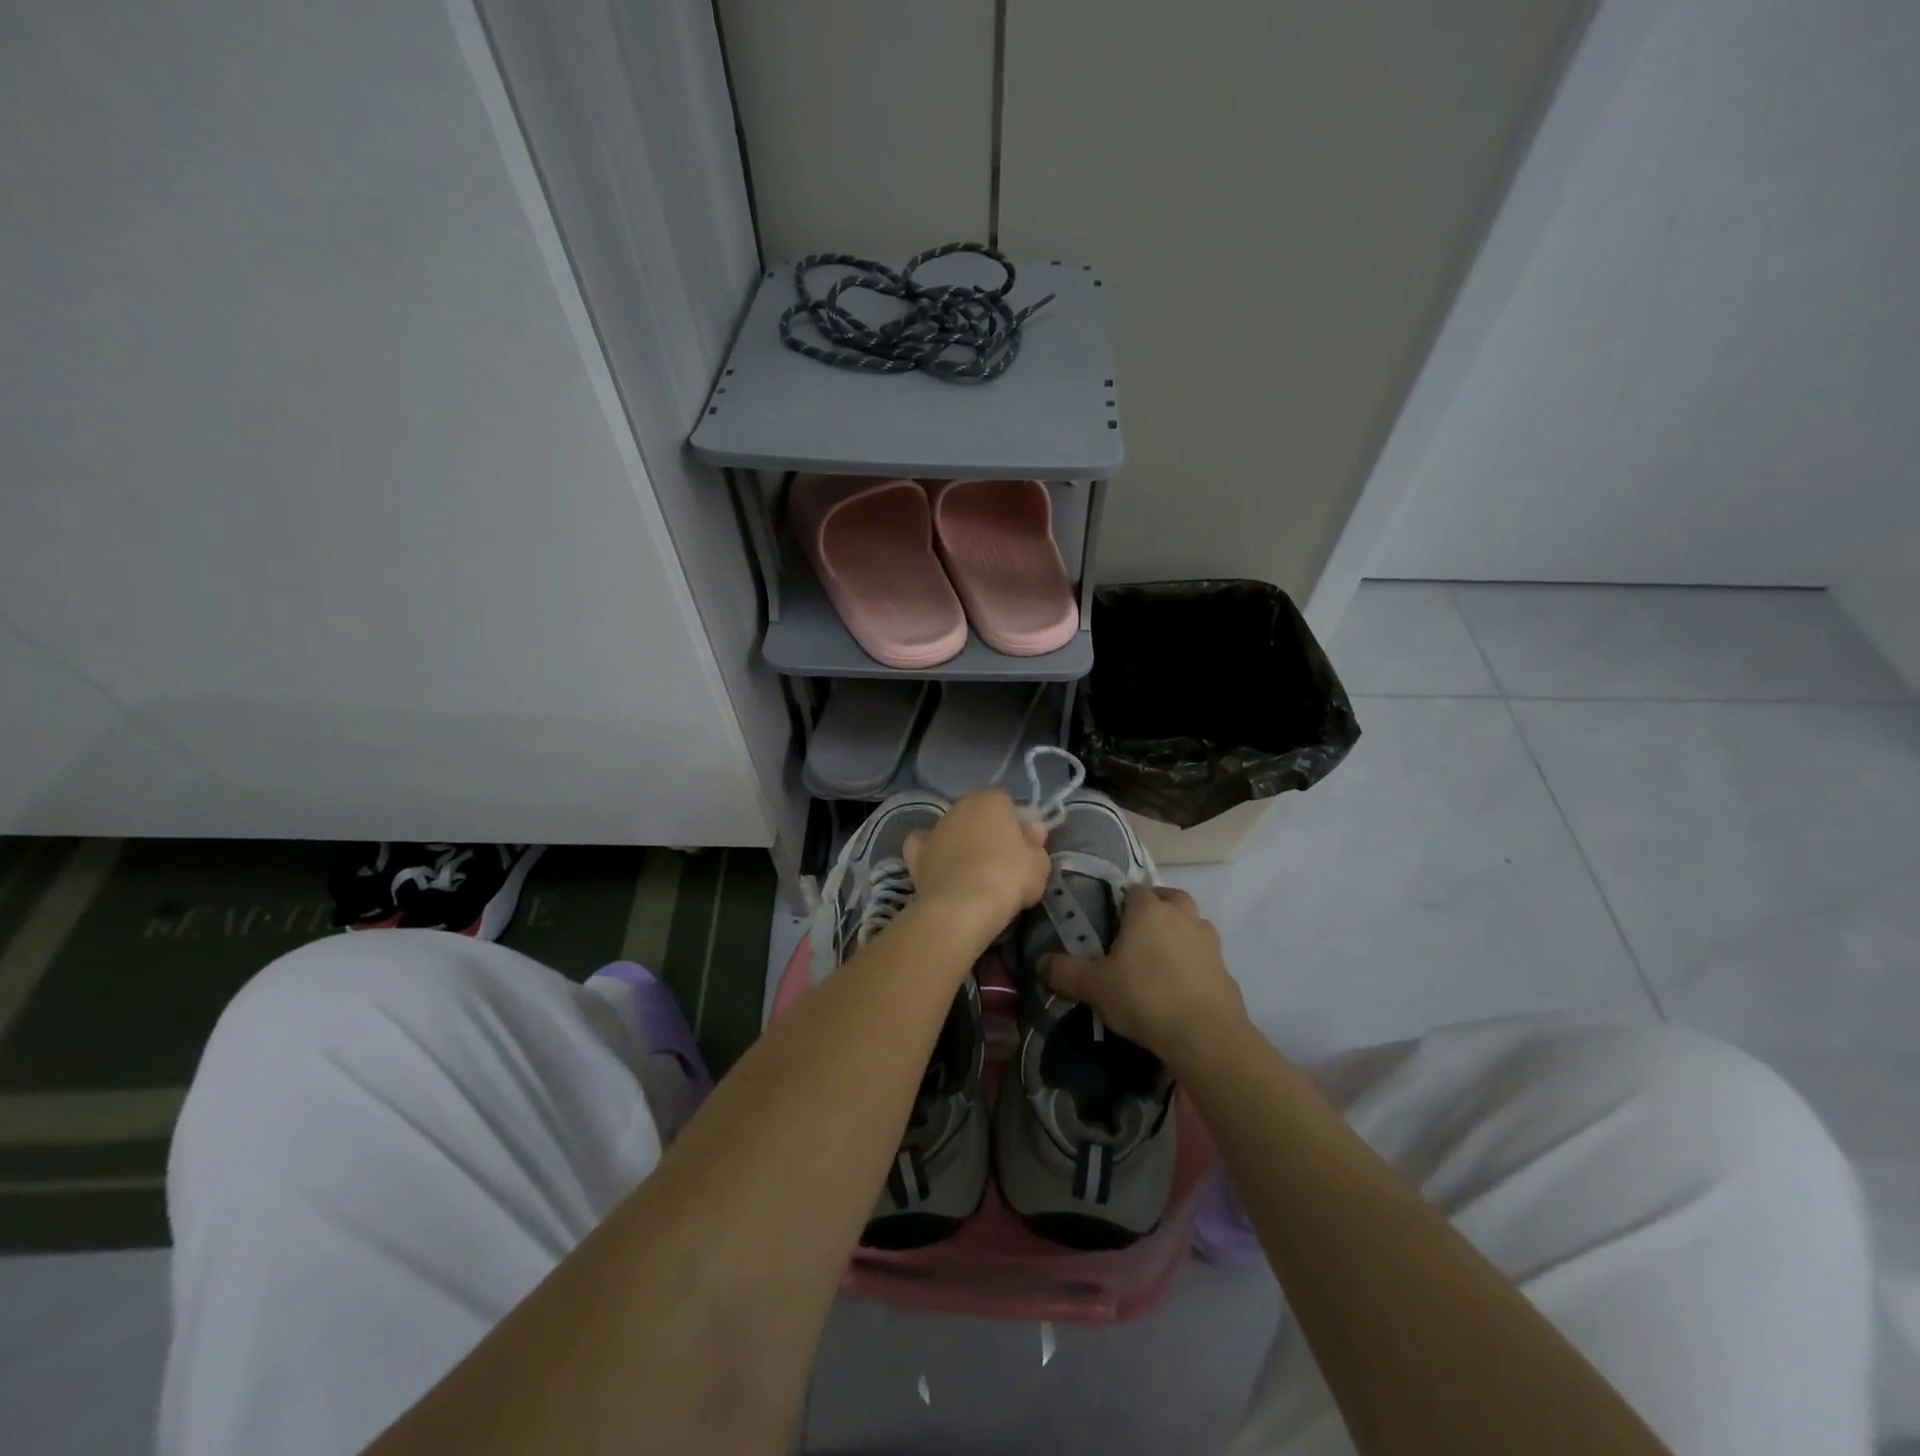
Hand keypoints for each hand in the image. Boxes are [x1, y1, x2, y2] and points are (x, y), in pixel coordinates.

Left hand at [903, 790, 1050, 944]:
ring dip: (960, 844)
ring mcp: (935, 829)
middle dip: (986, 832)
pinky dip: (930, 854)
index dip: (1015, 825)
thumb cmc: (1008, 878)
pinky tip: (940, 870)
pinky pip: (924, 846)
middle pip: (977, 815)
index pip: (1006, 803)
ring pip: (951, 830)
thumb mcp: (1038, 865)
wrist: (962, 907)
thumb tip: (1032, 830)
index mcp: (991, 801)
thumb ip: (1036, 844)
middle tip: (1000, 863)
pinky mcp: (915, 853)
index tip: (1022, 848)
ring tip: (971, 875)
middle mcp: (960, 807)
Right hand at [1042, 886, 1247, 1065]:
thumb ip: (1065, 972)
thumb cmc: (1145, 998)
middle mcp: (1182, 916)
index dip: (1123, 902)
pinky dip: (1195, 963)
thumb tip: (1041, 964)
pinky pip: (1206, 956)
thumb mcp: (1094, 987)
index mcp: (1149, 911)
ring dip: (1180, 932)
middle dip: (1157, 908)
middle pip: (1171, 897)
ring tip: (1161, 958)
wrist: (1206, 1036)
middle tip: (1138, 933)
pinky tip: (1181, 986)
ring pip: (1193, 923)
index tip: (1111, 921)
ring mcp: (1209, 942)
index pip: (1135, 890)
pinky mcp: (1226, 970)